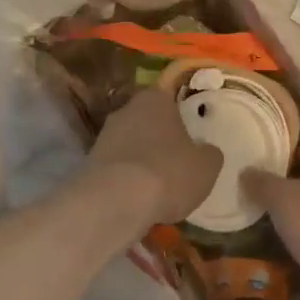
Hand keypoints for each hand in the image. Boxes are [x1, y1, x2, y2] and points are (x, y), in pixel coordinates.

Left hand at [87, 87, 222, 227]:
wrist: (114, 201)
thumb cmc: (167, 172)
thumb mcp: (206, 166)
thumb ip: (209, 153)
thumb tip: (206, 151)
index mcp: (154, 98)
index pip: (170, 97)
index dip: (182, 115)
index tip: (191, 135)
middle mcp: (126, 109)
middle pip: (148, 120)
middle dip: (160, 138)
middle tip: (177, 161)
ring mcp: (104, 135)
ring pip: (131, 144)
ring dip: (142, 159)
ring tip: (158, 187)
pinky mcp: (89, 162)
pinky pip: (117, 167)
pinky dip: (126, 179)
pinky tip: (137, 198)